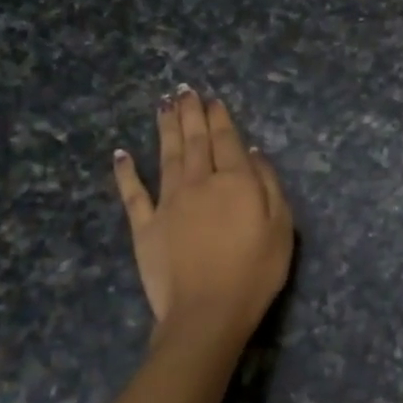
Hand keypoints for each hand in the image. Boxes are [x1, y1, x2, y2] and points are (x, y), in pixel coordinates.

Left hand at [112, 87, 293, 340]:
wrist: (207, 312)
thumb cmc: (255, 272)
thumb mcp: (281, 228)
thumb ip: (269, 185)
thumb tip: (253, 153)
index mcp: (235, 182)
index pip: (227, 141)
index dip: (220, 118)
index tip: (213, 99)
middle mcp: (199, 183)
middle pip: (194, 141)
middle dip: (190, 113)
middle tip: (184, 90)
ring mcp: (168, 203)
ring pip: (166, 156)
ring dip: (165, 128)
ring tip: (163, 105)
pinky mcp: (145, 226)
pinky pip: (133, 193)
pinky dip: (125, 172)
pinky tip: (121, 153)